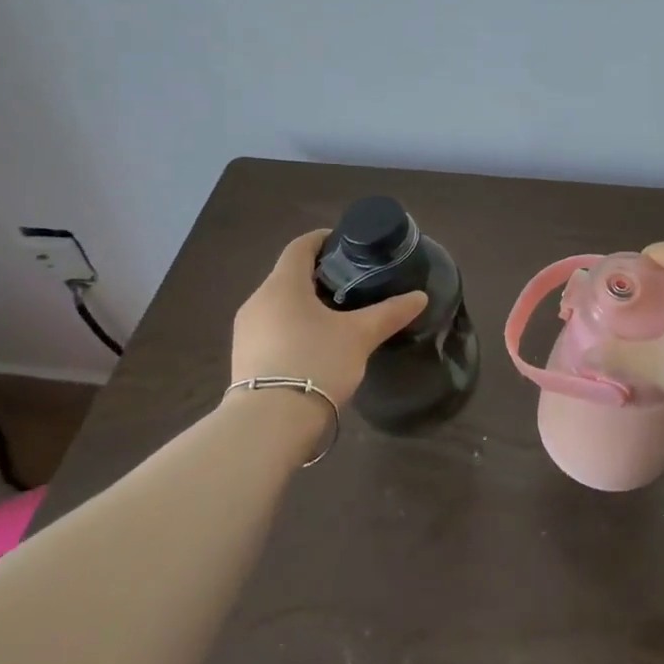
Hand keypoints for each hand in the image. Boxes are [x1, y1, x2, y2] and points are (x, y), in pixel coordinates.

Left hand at [230, 230, 426, 406]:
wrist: (269, 424)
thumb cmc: (315, 363)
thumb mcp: (360, 336)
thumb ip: (390, 313)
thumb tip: (420, 297)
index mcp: (282, 285)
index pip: (300, 246)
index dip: (323, 239)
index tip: (347, 244)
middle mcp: (257, 300)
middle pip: (289, 275)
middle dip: (319, 275)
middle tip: (352, 283)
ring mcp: (246, 331)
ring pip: (280, 304)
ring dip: (306, 303)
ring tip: (338, 316)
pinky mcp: (244, 358)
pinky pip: (272, 329)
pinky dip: (294, 326)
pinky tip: (316, 345)